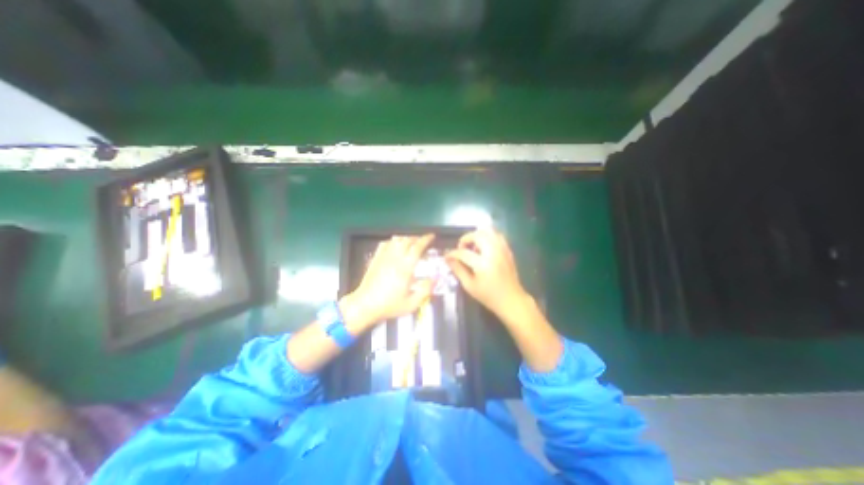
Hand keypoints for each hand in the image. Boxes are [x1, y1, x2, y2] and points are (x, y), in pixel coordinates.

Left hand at [341, 234, 435, 332]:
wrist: (364, 305)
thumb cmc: (389, 305)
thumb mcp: (412, 304)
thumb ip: (426, 290)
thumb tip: (436, 279)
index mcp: (405, 268)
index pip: (417, 247)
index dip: (425, 240)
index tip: (431, 236)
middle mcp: (395, 258)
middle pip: (407, 240)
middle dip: (417, 238)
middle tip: (423, 241)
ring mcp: (383, 257)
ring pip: (396, 240)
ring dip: (406, 238)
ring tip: (412, 243)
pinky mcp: (375, 259)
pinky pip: (385, 244)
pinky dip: (393, 241)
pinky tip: (395, 245)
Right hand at [450, 230, 530, 319]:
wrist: (511, 300)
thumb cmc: (489, 296)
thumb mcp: (469, 285)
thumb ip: (458, 270)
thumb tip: (448, 259)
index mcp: (483, 264)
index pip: (463, 253)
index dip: (452, 254)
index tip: (447, 256)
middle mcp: (493, 253)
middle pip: (477, 235)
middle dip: (466, 239)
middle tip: (461, 249)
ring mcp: (502, 250)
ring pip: (489, 231)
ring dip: (477, 236)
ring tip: (472, 246)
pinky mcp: (508, 250)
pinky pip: (497, 236)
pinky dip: (488, 237)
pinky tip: (483, 247)